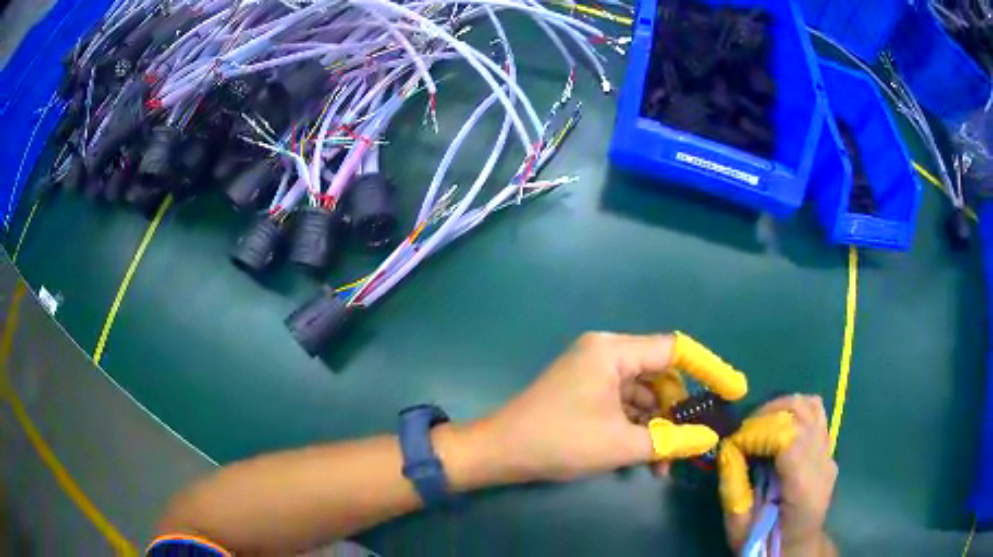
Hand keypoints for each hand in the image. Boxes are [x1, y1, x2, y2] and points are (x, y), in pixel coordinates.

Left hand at [477, 332, 721, 482]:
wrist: (500, 452)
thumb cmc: (559, 441)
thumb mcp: (621, 445)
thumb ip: (670, 440)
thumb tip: (708, 439)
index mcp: (614, 351)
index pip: (676, 350)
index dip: (709, 369)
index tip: (734, 389)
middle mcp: (606, 352)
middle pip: (660, 375)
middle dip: (678, 412)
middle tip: (693, 442)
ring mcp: (594, 371)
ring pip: (644, 394)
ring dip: (657, 426)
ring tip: (663, 463)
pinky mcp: (587, 390)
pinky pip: (625, 403)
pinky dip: (638, 427)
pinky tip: (645, 457)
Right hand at [719, 395, 837, 555]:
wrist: (797, 549)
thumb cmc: (765, 544)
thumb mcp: (739, 527)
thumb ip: (734, 488)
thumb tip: (727, 448)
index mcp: (803, 487)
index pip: (789, 437)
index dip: (759, 431)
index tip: (735, 442)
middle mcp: (822, 464)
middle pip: (801, 414)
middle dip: (767, 414)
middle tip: (744, 431)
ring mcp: (829, 454)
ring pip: (811, 406)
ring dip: (782, 407)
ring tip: (760, 424)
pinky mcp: (829, 450)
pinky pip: (816, 415)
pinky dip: (796, 411)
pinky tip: (779, 426)